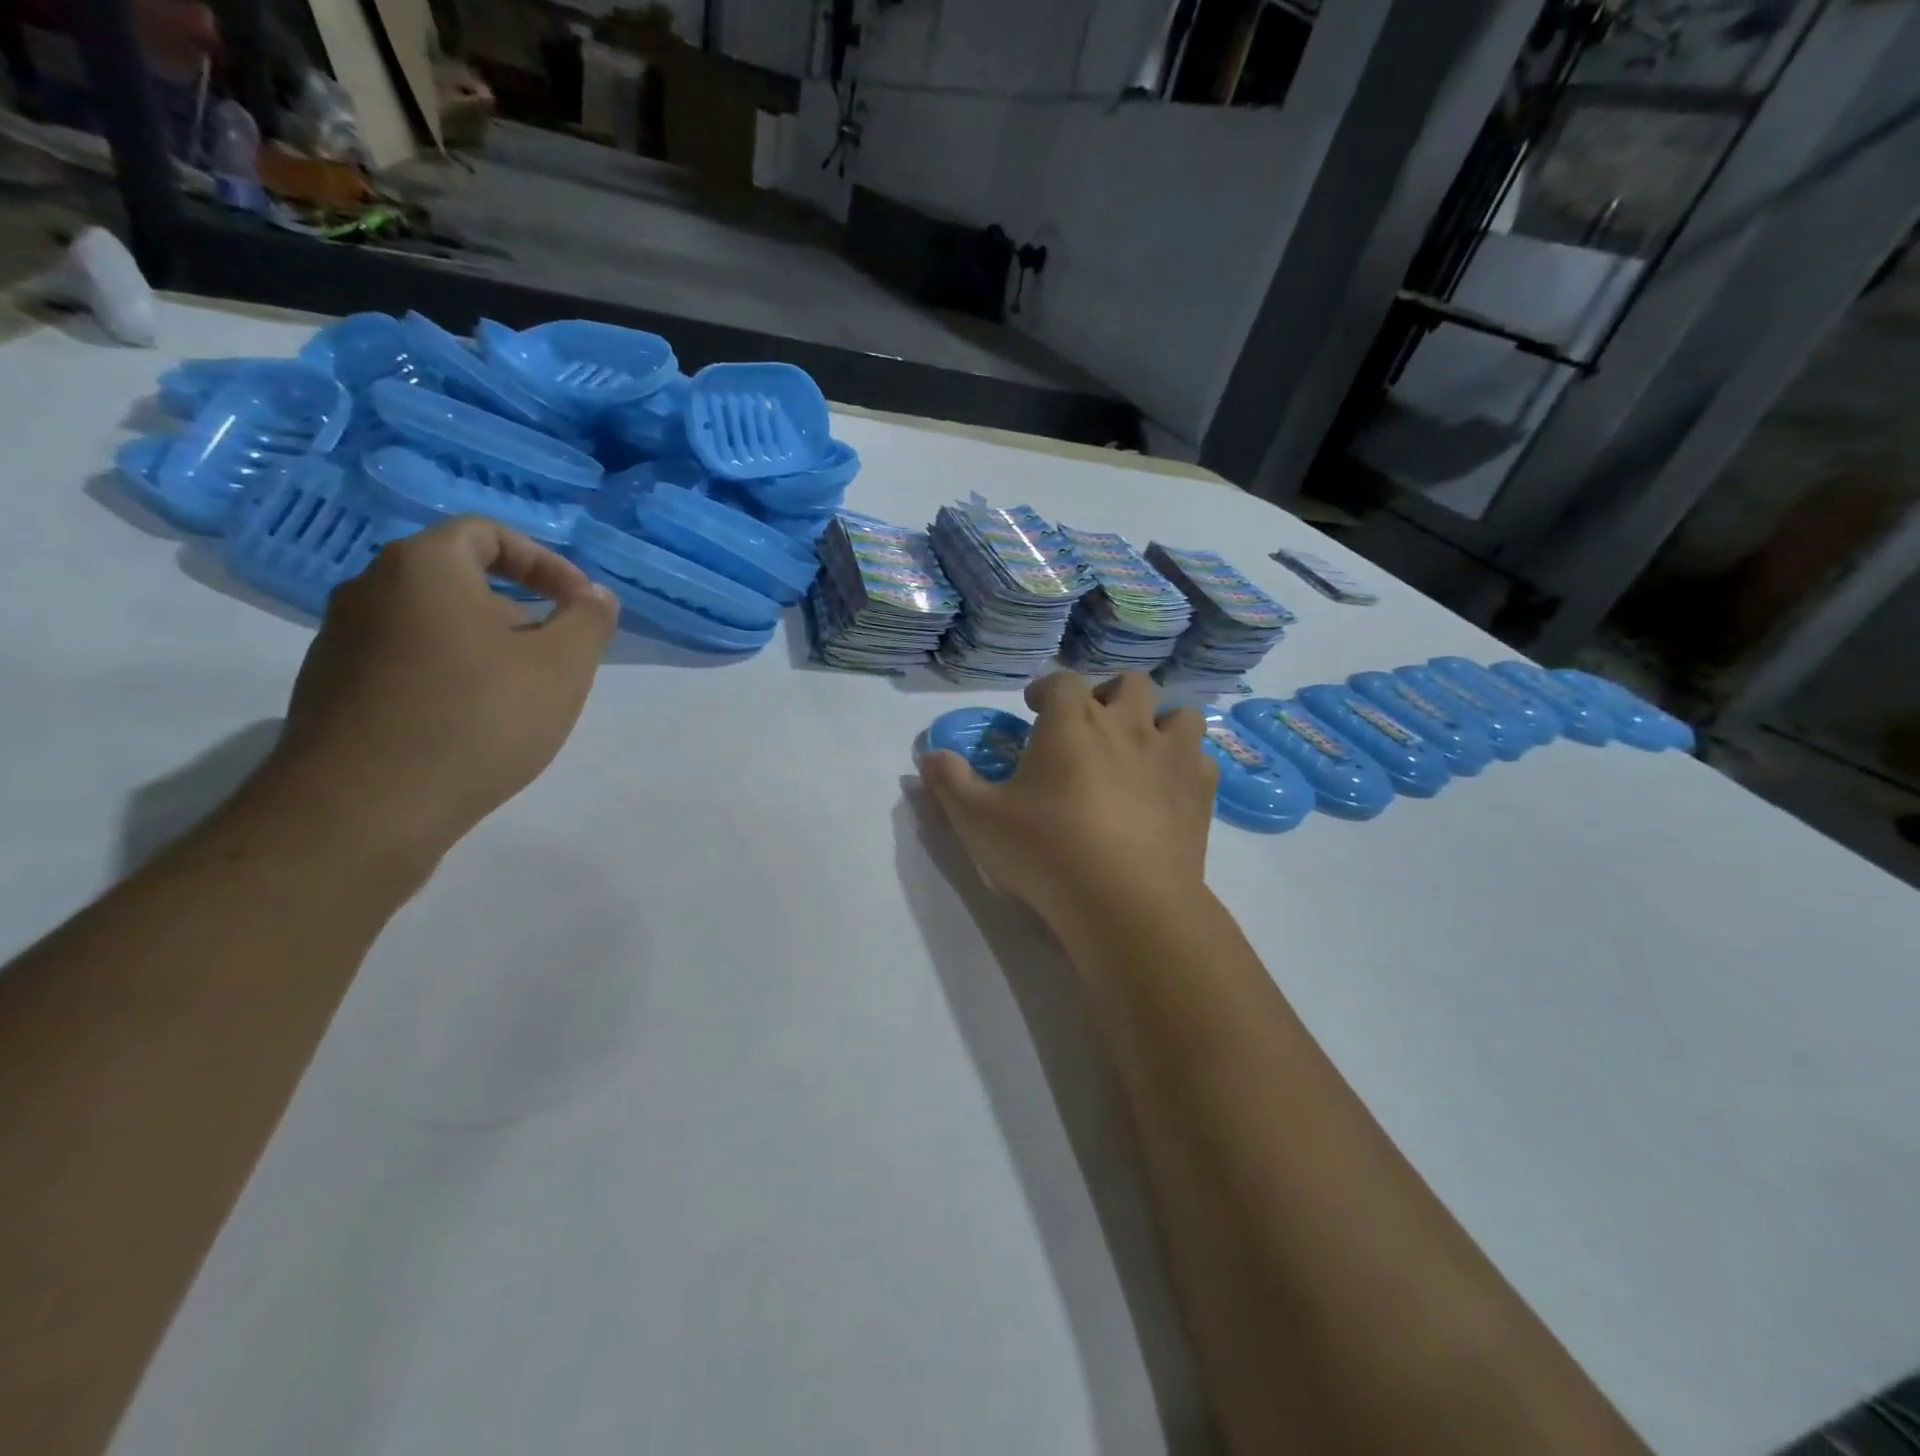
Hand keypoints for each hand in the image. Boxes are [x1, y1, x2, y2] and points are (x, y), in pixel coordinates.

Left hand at [259, 517, 618, 865]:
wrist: (364, 808)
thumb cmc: (477, 718)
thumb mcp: (562, 666)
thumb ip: (588, 620)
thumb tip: (594, 596)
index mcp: (422, 567)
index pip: (486, 534)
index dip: (544, 562)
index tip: (579, 604)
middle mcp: (370, 589)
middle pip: (459, 579)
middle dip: (520, 609)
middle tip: (556, 654)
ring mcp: (341, 641)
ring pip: (432, 623)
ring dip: (486, 645)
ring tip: (520, 695)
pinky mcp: (331, 689)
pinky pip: (406, 661)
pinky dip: (449, 674)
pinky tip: (474, 723)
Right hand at [917, 672, 1216, 934]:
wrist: (1126, 902)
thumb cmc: (1046, 851)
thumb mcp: (979, 820)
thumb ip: (950, 782)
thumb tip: (928, 757)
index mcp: (1072, 722)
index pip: (1061, 681)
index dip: (1046, 689)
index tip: (1034, 707)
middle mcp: (1127, 725)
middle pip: (1129, 683)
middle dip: (1108, 694)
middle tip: (1091, 723)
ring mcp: (1170, 757)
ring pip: (1180, 714)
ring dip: (1159, 722)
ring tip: (1139, 749)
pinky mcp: (1200, 792)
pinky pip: (1201, 759)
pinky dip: (1185, 764)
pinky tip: (1168, 787)